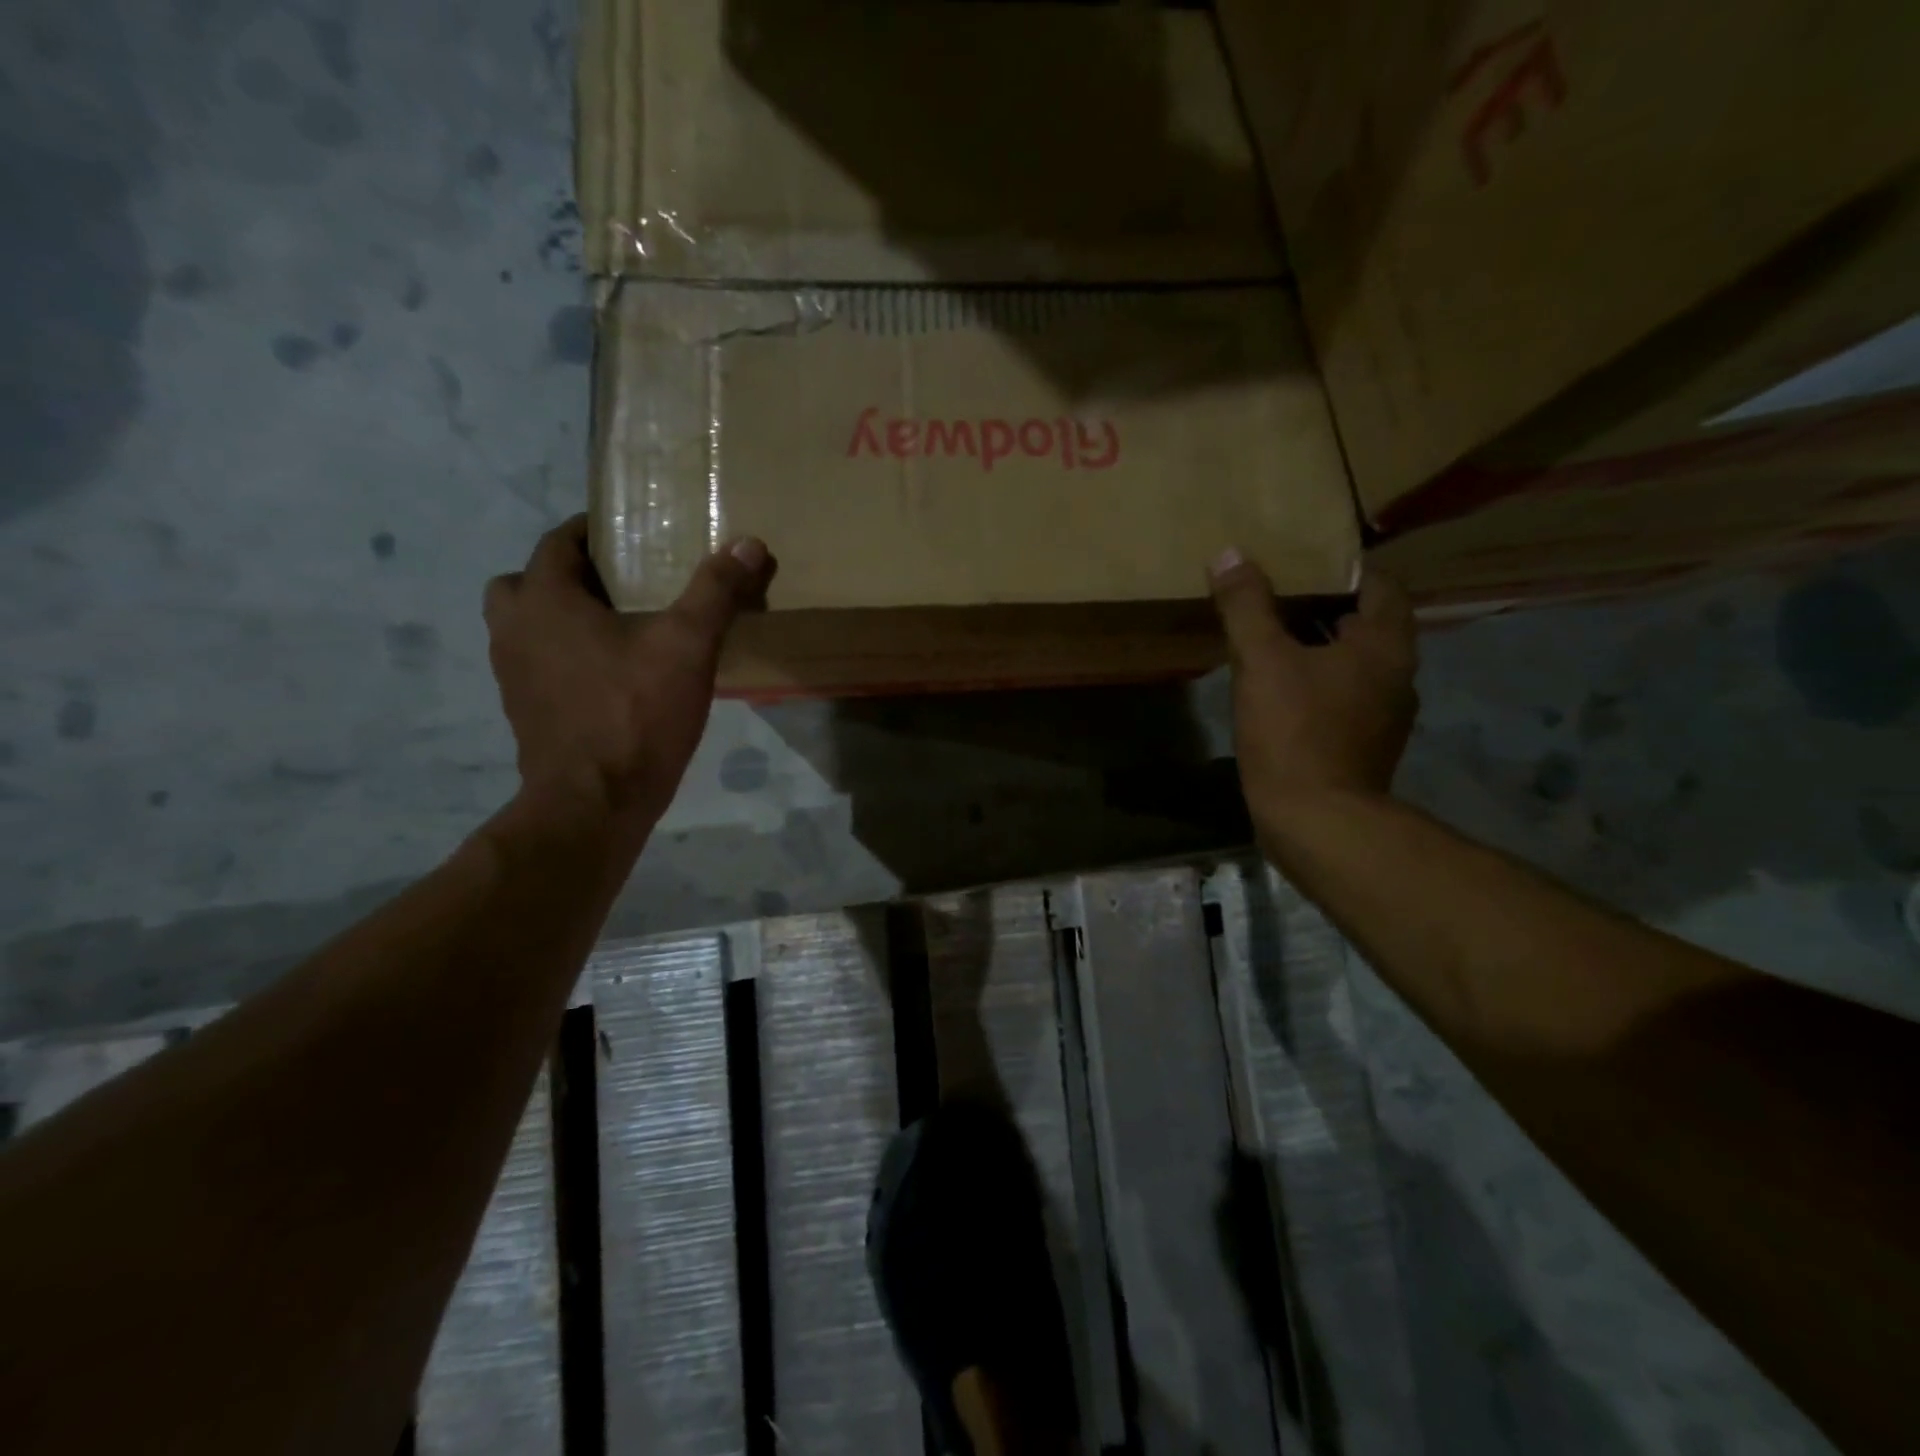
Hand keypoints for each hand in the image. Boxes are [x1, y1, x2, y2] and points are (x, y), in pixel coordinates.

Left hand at [483, 515, 775, 836]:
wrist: (595, 803)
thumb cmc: (635, 714)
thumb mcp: (687, 647)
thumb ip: (715, 592)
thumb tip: (749, 543)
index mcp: (545, 600)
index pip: (557, 542)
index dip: (592, 531)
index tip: (631, 534)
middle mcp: (514, 630)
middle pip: (528, 581)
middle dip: (568, 575)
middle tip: (619, 585)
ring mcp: (513, 675)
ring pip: (528, 625)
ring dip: (562, 617)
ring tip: (618, 629)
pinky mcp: (525, 711)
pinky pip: (538, 664)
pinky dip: (564, 657)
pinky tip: (611, 676)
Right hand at [1210, 552, 1416, 832]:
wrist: (1316, 821)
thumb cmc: (1295, 731)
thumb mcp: (1261, 661)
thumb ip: (1246, 606)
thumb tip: (1230, 555)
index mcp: (1385, 645)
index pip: (1380, 585)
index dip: (1343, 569)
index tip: (1301, 564)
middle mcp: (1397, 675)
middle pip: (1365, 624)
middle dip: (1323, 608)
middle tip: (1275, 596)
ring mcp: (1383, 715)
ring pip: (1352, 663)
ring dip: (1319, 648)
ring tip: (1271, 639)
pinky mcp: (1363, 745)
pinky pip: (1342, 696)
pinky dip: (1316, 683)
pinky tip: (1278, 690)